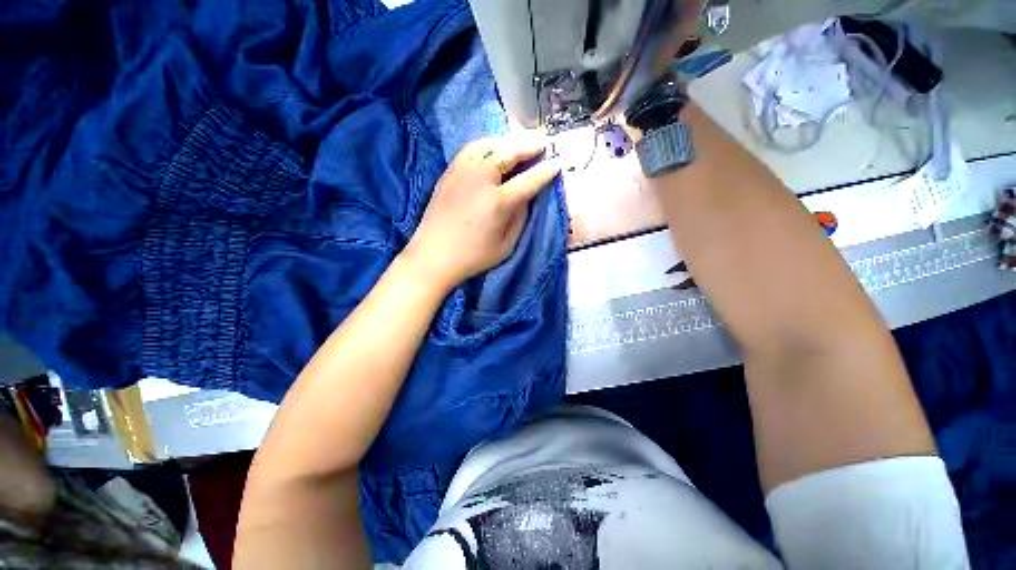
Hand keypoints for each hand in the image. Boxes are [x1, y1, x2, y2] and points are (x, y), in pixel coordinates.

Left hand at [401, 134, 560, 290]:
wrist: (432, 256)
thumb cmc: (473, 257)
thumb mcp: (506, 245)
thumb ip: (520, 218)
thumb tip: (526, 196)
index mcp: (497, 202)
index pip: (528, 180)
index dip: (545, 171)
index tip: (558, 163)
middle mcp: (480, 180)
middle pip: (508, 152)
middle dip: (528, 145)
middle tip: (542, 143)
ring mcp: (461, 173)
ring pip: (488, 145)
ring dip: (508, 141)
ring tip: (520, 143)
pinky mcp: (448, 173)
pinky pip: (471, 149)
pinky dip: (487, 144)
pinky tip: (493, 148)